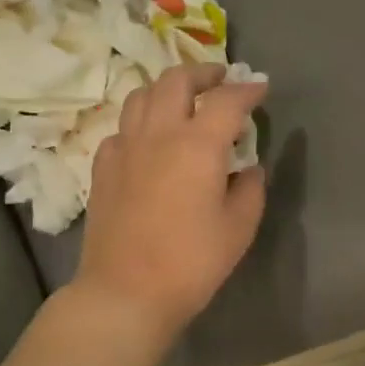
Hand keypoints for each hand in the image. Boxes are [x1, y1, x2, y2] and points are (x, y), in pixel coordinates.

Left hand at [75, 63, 267, 340]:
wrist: (126, 292)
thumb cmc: (192, 262)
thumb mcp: (239, 228)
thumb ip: (251, 188)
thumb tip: (249, 168)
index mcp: (198, 145)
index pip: (227, 99)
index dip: (248, 89)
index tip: (261, 87)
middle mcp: (159, 133)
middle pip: (177, 80)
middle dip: (203, 72)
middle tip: (221, 79)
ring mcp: (125, 147)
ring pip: (142, 95)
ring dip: (168, 88)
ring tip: (184, 100)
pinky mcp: (103, 166)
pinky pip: (123, 126)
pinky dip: (142, 120)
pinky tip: (151, 138)